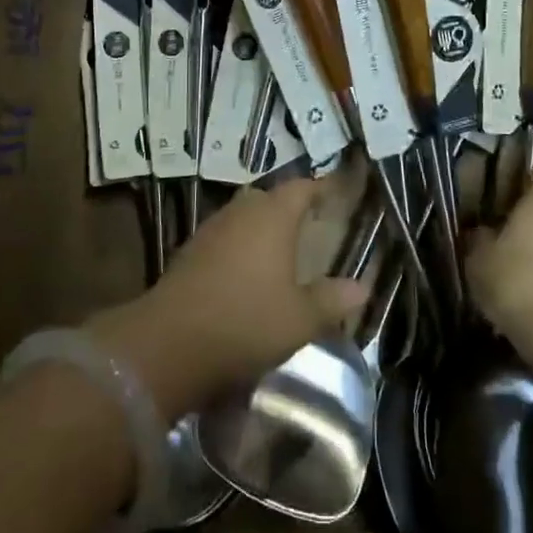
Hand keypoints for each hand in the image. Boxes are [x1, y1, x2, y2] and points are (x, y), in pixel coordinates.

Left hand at [88, 178, 369, 418]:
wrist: (170, 344)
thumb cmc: (246, 322)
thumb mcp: (300, 319)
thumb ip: (331, 299)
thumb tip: (362, 286)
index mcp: (272, 217)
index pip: (300, 188)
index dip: (318, 189)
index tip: (333, 195)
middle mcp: (240, 213)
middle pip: (267, 198)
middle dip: (286, 207)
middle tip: (307, 225)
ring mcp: (209, 231)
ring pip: (241, 217)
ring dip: (259, 228)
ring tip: (278, 250)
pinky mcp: (188, 253)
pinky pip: (222, 238)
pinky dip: (237, 247)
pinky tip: (244, 274)